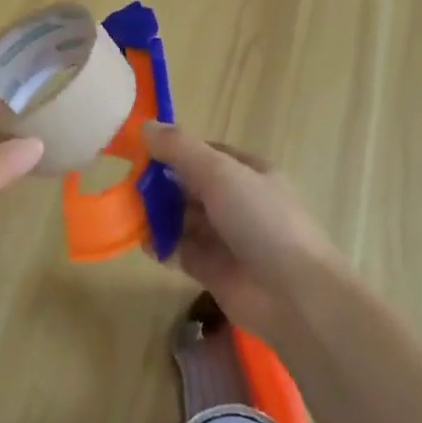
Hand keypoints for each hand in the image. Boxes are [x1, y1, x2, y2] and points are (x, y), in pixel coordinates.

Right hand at [142, 124, 339, 339]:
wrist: (294, 296)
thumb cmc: (260, 220)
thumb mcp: (219, 172)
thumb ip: (180, 149)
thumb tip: (144, 126)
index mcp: (247, 172)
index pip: (205, 153)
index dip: (174, 150)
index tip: (140, 151)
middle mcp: (237, 202)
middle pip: (190, 186)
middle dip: (161, 184)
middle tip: (128, 185)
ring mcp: (226, 238)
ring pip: (184, 219)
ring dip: (157, 215)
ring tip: (128, 213)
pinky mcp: (214, 271)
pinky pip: (181, 251)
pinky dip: (161, 246)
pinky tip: (142, 243)